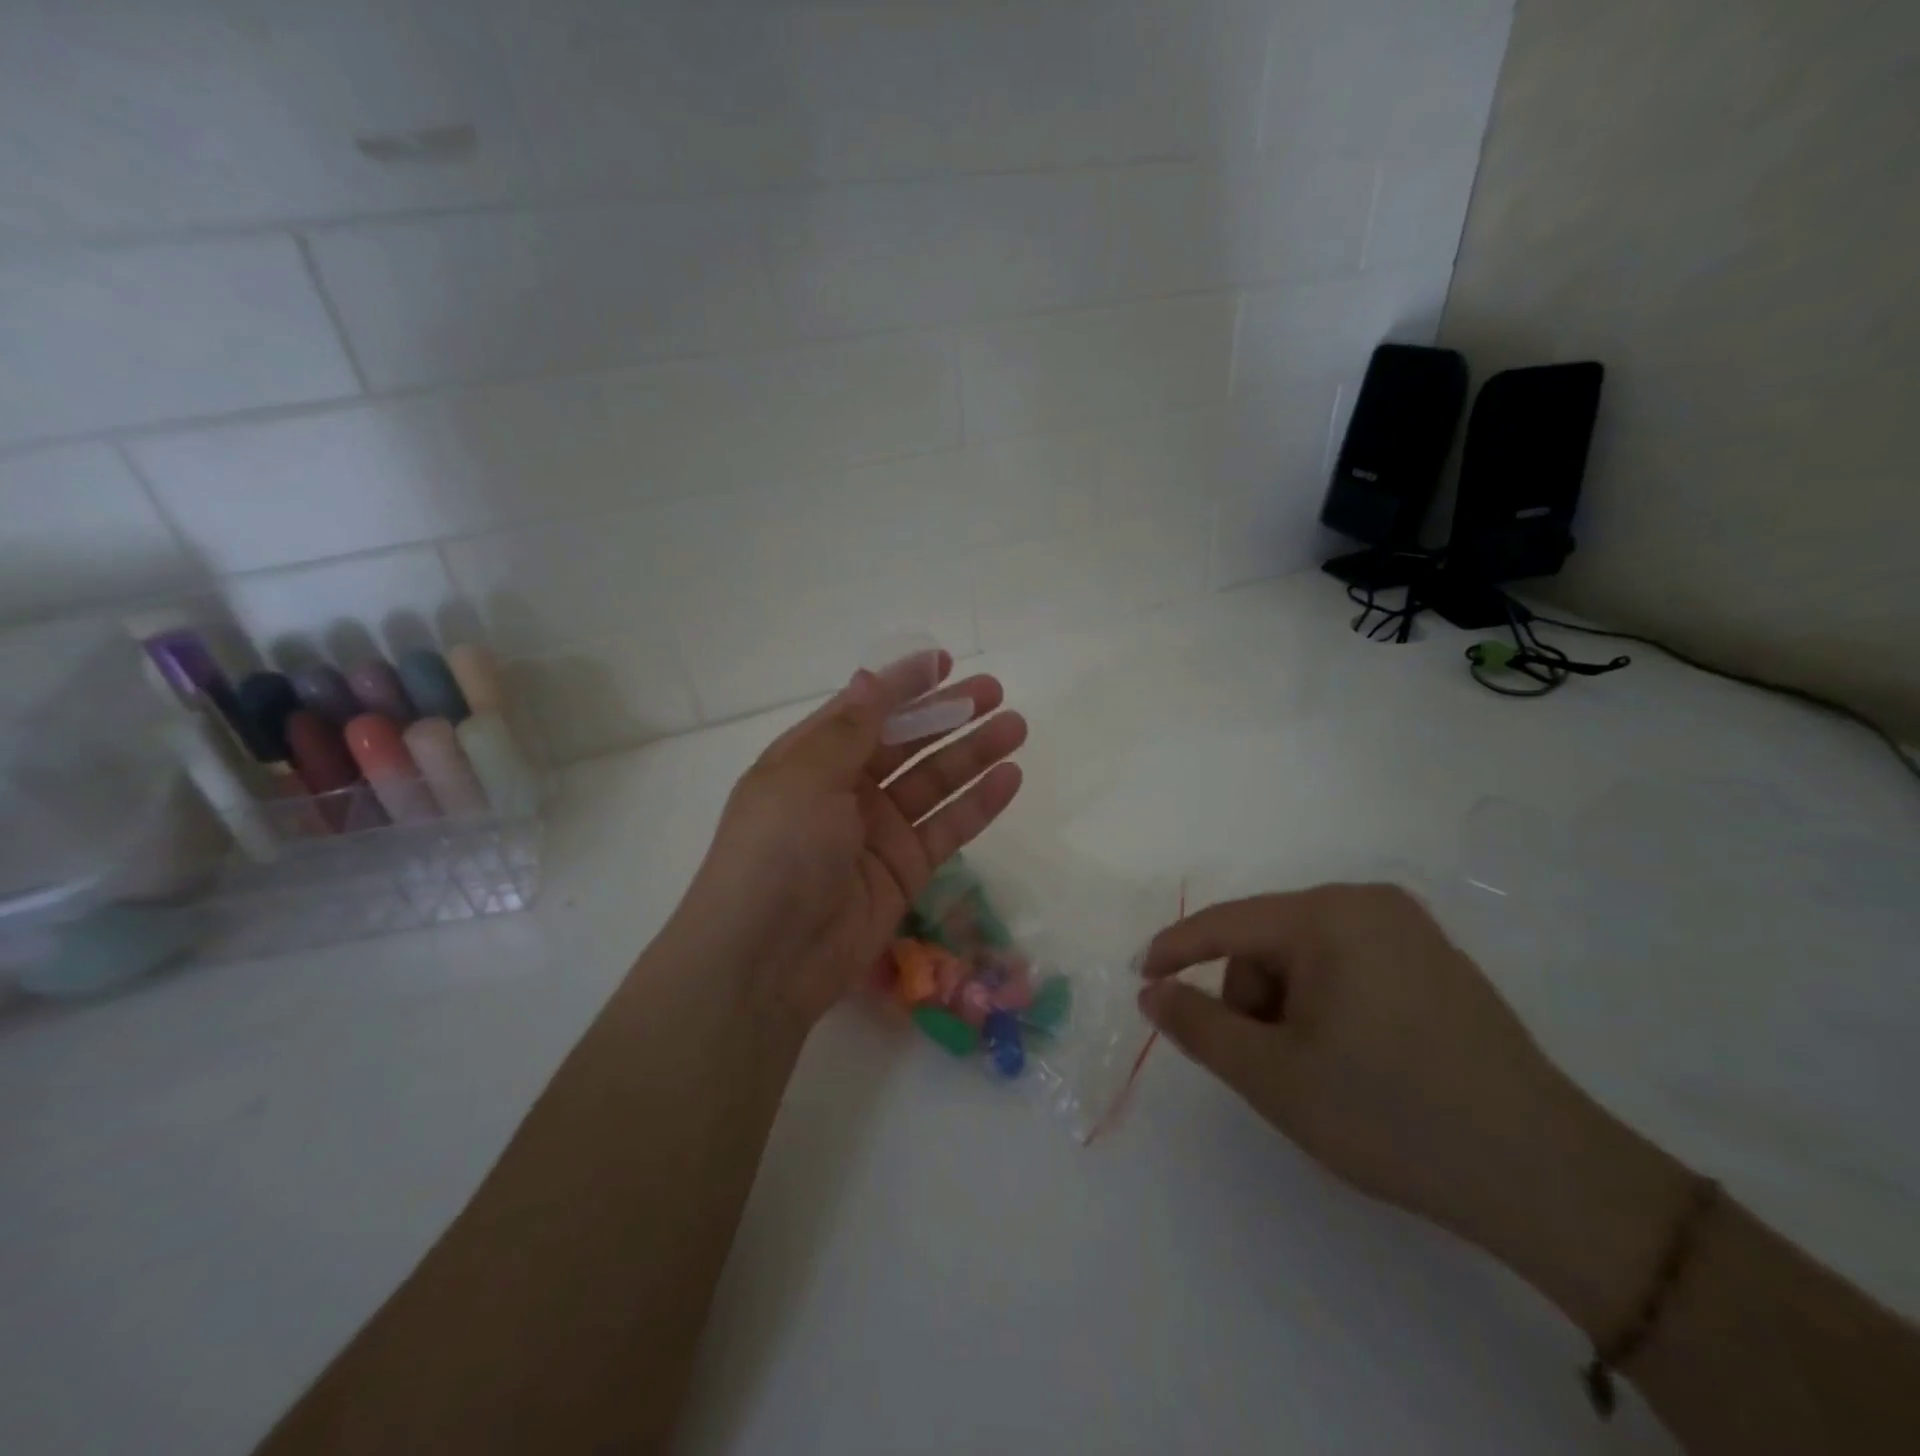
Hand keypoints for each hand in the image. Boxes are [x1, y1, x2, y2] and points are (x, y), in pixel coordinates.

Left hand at [671, 653, 1026, 1029]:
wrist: (767, 959)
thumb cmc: (777, 852)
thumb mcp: (805, 778)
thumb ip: (848, 730)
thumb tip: (868, 679)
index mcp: (811, 760)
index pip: (864, 710)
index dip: (903, 685)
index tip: (945, 662)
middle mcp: (845, 790)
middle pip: (906, 743)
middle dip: (948, 715)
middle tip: (994, 692)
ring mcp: (878, 831)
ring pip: (934, 782)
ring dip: (973, 754)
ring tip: (1015, 727)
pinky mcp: (905, 870)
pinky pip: (948, 828)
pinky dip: (978, 804)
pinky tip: (1010, 777)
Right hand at [1137, 885, 1682, 1272]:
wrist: (1549, 1178)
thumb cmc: (1391, 1114)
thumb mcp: (1274, 1076)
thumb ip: (1199, 1026)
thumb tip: (1151, 991)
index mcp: (1330, 915)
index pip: (1228, 924)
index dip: (1175, 950)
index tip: (1141, 977)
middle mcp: (1370, 904)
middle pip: (1269, 943)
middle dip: (1253, 1001)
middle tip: (1272, 1067)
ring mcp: (1411, 930)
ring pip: (1307, 958)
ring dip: (1289, 1009)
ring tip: (1319, 1072)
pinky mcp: (1437, 962)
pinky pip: (1349, 967)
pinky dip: (1327, 1007)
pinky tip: (1356, 1060)